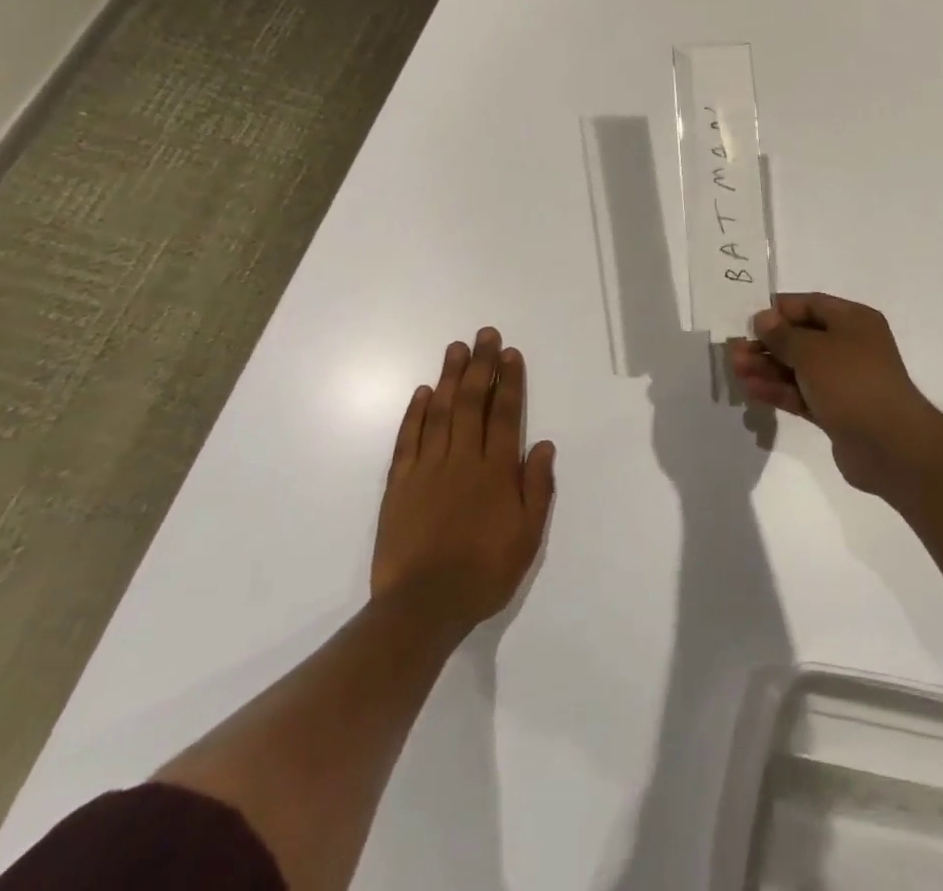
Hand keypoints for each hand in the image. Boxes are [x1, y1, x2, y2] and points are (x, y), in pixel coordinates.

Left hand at [372, 328, 556, 635]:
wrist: (421, 608)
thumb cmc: (484, 572)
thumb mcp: (527, 536)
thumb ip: (537, 487)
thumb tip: (543, 444)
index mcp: (496, 471)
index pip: (506, 413)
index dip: (509, 380)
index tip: (510, 352)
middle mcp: (462, 459)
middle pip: (471, 402)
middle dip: (479, 365)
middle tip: (484, 334)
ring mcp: (427, 469)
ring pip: (439, 412)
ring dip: (448, 378)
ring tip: (455, 348)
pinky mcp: (399, 485)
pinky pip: (408, 440)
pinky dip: (414, 414)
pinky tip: (421, 393)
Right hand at [728, 294, 942, 500]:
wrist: (890, 444)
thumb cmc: (852, 382)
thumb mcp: (813, 351)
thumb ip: (783, 335)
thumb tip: (763, 318)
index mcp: (853, 320)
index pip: (810, 304)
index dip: (778, 311)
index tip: (747, 320)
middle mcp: (850, 345)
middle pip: (801, 338)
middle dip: (767, 344)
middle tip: (734, 351)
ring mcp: (844, 380)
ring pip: (799, 368)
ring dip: (768, 367)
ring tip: (736, 370)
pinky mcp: (836, 410)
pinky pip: (802, 393)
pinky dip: (778, 390)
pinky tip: (751, 390)